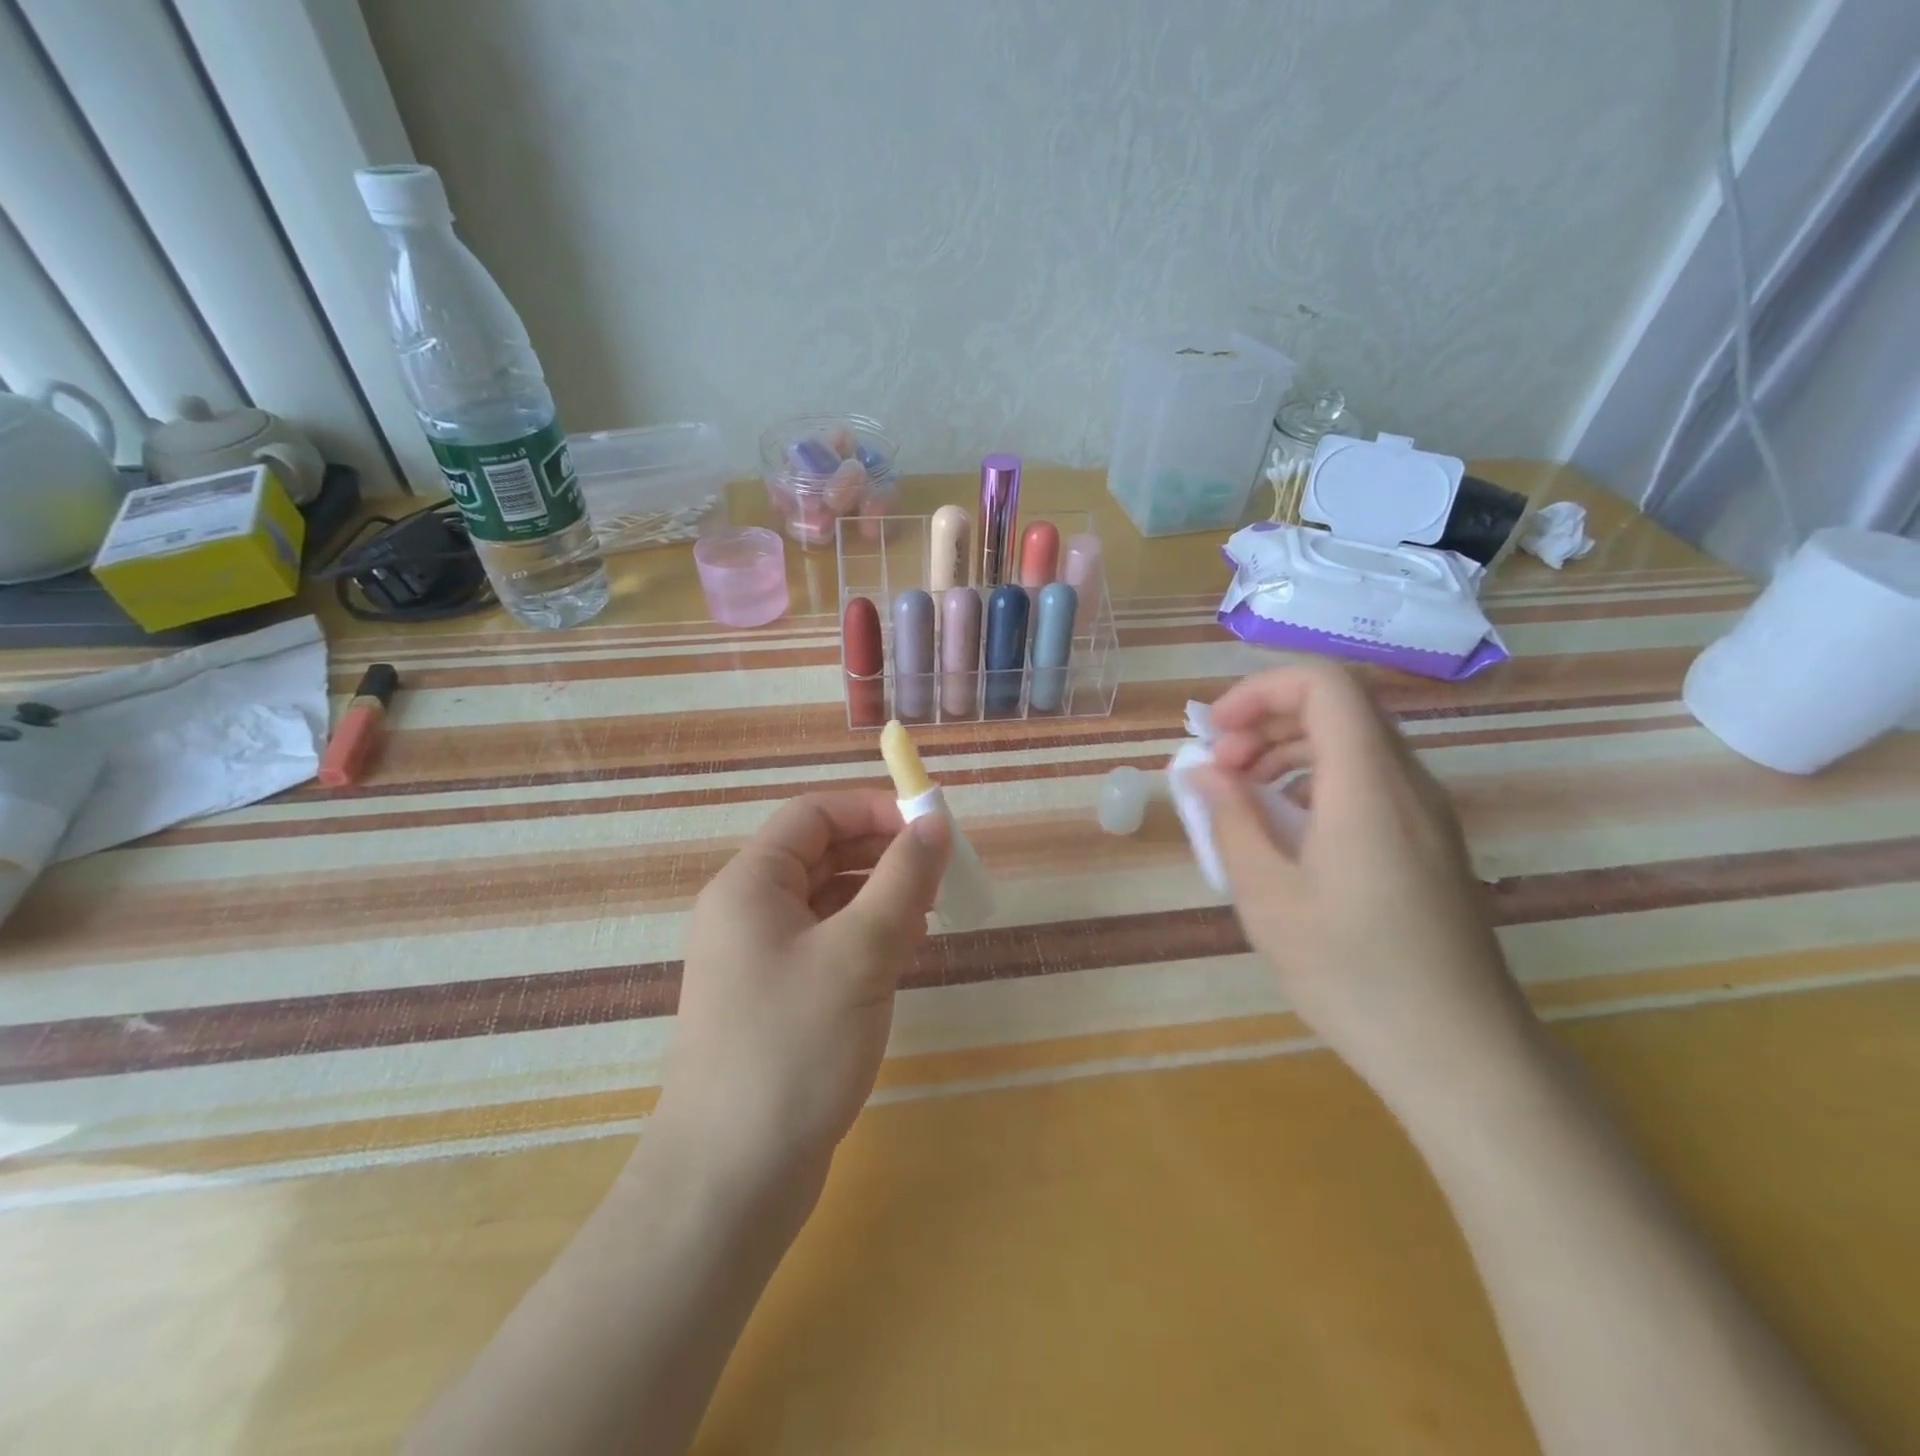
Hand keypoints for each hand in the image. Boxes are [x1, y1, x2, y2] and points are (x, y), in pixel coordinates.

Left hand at [655, 790, 950, 1192]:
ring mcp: (759, 958)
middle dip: (883, 853)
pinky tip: (902, 953)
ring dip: (879, 895)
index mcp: (750, 884)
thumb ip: (903, 879)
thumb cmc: (793, 1046)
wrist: (731, 1178)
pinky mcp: (776, 998)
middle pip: (821, 853)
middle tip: (941, 873)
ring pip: (827, 899)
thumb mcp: (860, 952)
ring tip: (930, 913)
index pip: (814, 814)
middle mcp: (747, 911)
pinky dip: (865, 935)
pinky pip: (826, 942)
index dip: (874, 809)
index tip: (930, 827)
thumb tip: (935, 822)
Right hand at [1187, 663, 1539, 1104]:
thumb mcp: (1267, 896)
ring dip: (1288, 750)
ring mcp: (1427, 813)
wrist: (1459, 1053)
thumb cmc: (1352, 972)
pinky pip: (1369, 780)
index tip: (1216, 734)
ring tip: (1243, 798)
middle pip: (1338, 707)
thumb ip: (1229, 820)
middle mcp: (1408, 783)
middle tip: (1220, 770)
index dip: (1259, 689)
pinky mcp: (1430, 842)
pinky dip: (1316, 780)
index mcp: (1368, 785)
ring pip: (1354, 742)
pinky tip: (1287, 833)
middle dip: (1266, 720)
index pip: (1324, 684)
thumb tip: (1199, 770)